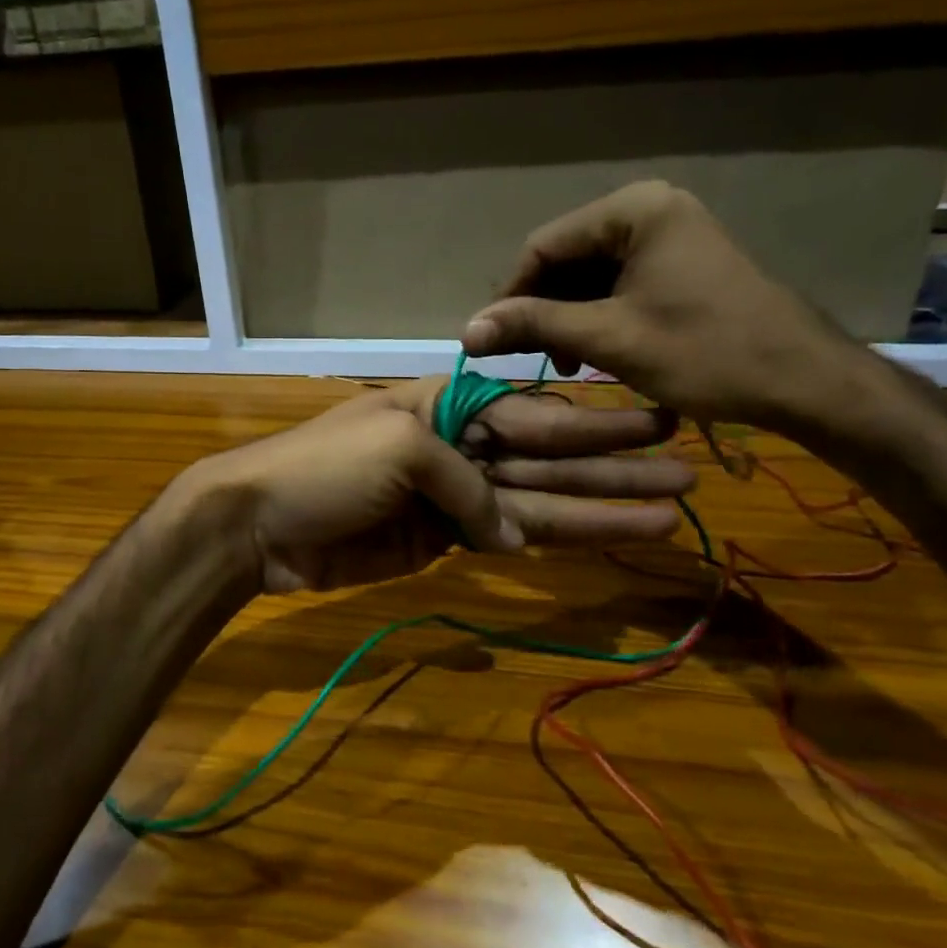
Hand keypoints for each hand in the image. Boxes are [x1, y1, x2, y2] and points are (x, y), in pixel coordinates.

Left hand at [174, 378, 693, 593]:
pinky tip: (598, 541)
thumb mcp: (401, 449)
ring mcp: (452, 498)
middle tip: (687, 473)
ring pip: (536, 503)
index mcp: (450, 405)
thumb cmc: (325, 467)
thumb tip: (506, 532)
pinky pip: (504, 538)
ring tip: (666, 515)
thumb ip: (467, 484)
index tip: (657, 422)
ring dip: (598, 510)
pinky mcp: (440, 542)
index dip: (596, 425)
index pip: (536, 414)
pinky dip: (547, 541)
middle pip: (549, 459)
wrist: (259, 524)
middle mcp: (459, 446)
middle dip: (614, 468)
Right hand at [460, 182, 876, 432]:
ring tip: (565, 362)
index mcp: (633, 210)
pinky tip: (593, 351)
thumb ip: (533, 326)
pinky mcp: (680, 262)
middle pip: (566, 258)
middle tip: (534, 359)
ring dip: (568, 317)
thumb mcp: (609, 338)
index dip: (511, 296)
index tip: (492, 343)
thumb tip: (466, 331)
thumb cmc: (705, 352)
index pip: (543, 246)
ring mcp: (669, 234)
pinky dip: (598, 316)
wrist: (804, 381)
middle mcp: (649, 209)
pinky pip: (619, 283)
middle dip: (543, 309)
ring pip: (590, 274)